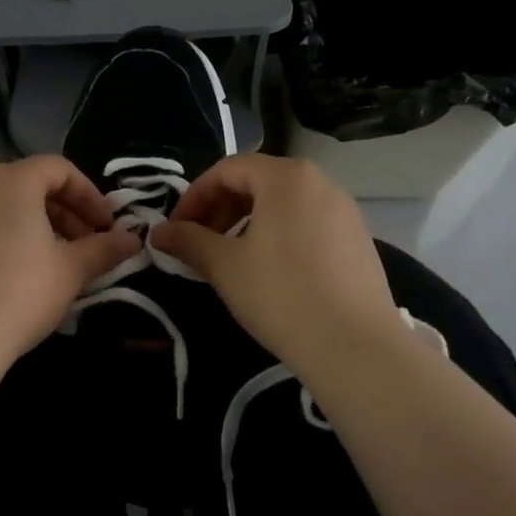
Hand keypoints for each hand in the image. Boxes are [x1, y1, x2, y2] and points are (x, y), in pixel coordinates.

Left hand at [0, 156, 139, 366]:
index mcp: (14, 183)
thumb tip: (132, 239)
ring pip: (8, 209)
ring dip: (40, 227)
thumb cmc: (20, 293)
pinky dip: (12, 240)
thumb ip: (104, 249)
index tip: (107, 226)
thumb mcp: (72, 271)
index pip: (59, 169)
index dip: (90, 194)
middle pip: (32, 185)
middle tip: (87, 245)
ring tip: (58, 263)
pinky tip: (22, 277)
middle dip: (67, 211)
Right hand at [150, 154, 404, 374]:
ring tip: (230, 258)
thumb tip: (158, 232)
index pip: (228, 169)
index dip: (194, 196)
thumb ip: (188, 241)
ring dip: (247, 223)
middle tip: (198, 243)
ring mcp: (345, 211)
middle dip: (220, 208)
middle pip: (258, 181)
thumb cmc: (281, 295)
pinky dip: (278, 235)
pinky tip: (269, 272)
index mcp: (287, 178)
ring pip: (283, 204)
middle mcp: (321, 183)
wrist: (355, 346)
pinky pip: (307, 224)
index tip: (175, 229)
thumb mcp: (225, 266)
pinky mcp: (358, 240)